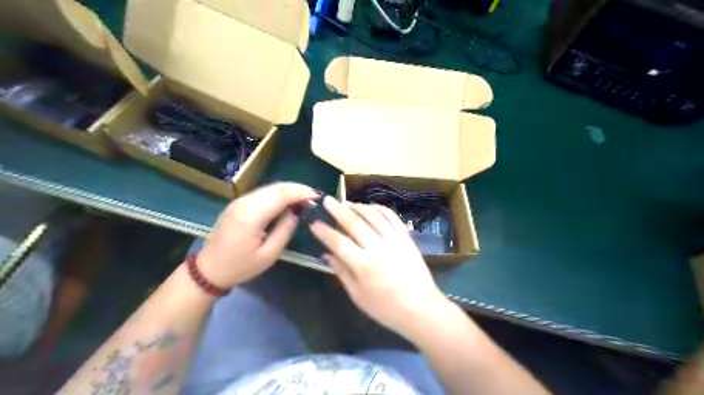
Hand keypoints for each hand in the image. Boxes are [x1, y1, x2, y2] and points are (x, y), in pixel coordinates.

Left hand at [198, 183, 319, 285]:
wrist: (208, 270)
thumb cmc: (240, 267)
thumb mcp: (269, 254)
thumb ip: (285, 229)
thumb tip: (297, 211)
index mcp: (251, 216)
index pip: (281, 195)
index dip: (301, 192)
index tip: (318, 197)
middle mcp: (244, 202)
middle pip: (276, 187)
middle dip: (298, 189)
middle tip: (315, 197)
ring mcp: (239, 201)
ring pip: (270, 187)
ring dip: (289, 190)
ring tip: (305, 198)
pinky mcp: (238, 203)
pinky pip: (263, 193)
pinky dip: (279, 194)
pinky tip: (288, 201)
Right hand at [308, 198, 450, 342]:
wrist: (421, 309)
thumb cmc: (386, 308)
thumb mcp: (358, 296)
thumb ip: (341, 272)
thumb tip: (326, 254)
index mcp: (364, 266)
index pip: (339, 242)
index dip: (324, 232)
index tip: (314, 222)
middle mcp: (379, 248)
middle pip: (354, 223)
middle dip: (338, 210)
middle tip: (326, 200)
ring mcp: (395, 240)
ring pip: (373, 216)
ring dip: (358, 206)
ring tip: (346, 203)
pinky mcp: (407, 238)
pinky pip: (392, 217)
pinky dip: (379, 209)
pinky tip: (370, 207)